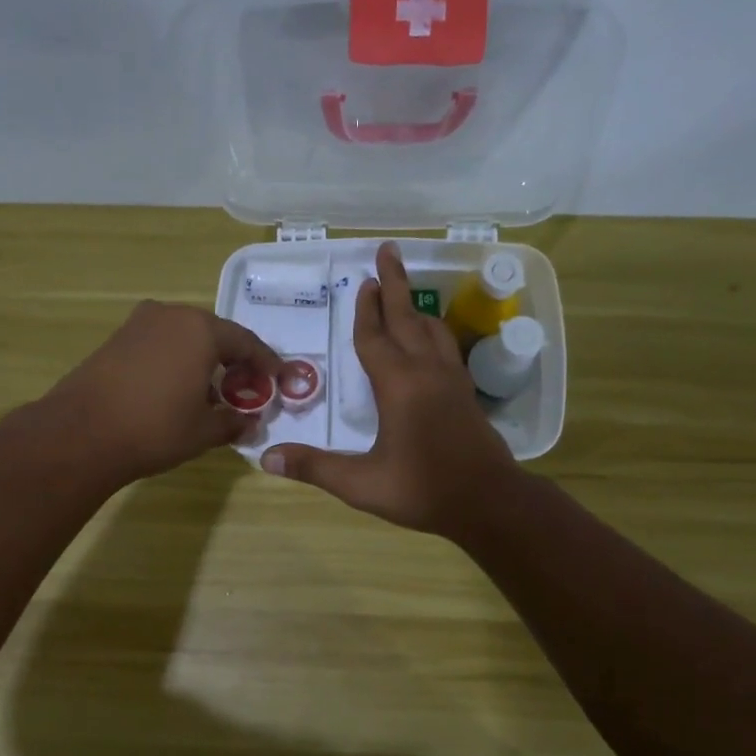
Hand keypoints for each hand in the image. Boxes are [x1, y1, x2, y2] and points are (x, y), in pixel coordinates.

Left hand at [39, 301, 281, 485]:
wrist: (80, 434)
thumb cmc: (154, 429)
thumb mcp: (204, 431)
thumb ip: (234, 422)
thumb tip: (251, 422)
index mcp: (201, 330)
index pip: (247, 343)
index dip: (267, 364)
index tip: (281, 381)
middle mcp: (171, 315)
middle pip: (216, 335)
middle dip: (235, 361)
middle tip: (247, 388)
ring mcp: (140, 324)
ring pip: (186, 337)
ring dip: (205, 360)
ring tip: (213, 392)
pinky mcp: (117, 338)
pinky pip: (161, 344)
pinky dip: (178, 361)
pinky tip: (178, 388)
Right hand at [262, 243, 518, 534]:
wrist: (488, 503)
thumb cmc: (423, 491)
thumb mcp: (362, 484)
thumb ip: (315, 468)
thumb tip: (266, 458)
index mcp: (399, 386)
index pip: (375, 339)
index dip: (365, 311)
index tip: (363, 281)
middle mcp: (427, 372)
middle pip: (407, 319)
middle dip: (395, 285)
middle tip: (388, 252)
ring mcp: (452, 381)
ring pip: (433, 331)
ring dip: (415, 308)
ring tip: (405, 293)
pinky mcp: (466, 394)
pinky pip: (447, 348)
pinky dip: (434, 332)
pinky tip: (432, 341)